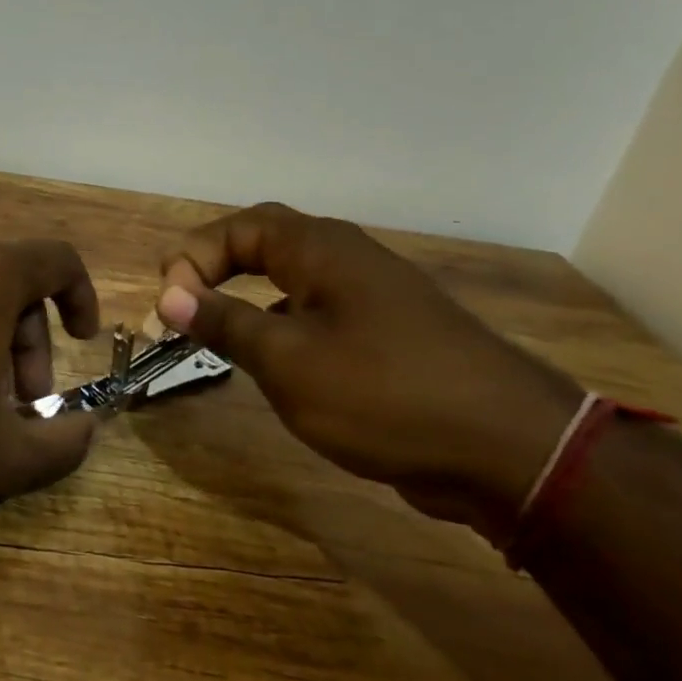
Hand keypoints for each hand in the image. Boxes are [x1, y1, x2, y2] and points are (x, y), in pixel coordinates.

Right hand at [155, 204, 581, 538]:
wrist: (511, 452)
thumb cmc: (383, 394)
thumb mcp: (287, 360)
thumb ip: (224, 323)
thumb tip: (170, 295)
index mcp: (321, 250)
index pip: (238, 228)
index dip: (193, 258)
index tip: (170, 306)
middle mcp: (347, 260)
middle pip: (264, 243)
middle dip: (214, 268)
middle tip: (181, 306)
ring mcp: (373, 298)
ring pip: (291, 280)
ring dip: (245, 298)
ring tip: (215, 334)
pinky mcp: (389, 336)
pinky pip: (318, 313)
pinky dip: (280, 326)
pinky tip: (273, 363)